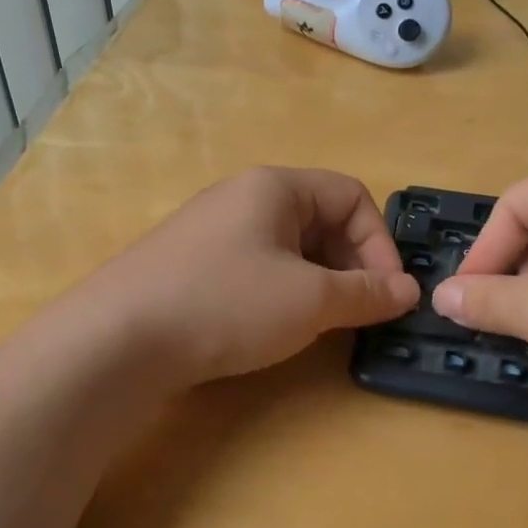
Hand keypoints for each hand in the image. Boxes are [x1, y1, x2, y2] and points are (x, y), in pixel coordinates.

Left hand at [78, 167, 418, 386]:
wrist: (118, 340)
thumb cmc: (226, 303)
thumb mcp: (310, 301)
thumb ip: (366, 293)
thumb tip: (409, 290)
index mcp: (275, 187)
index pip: (352, 196)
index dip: (380, 242)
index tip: (388, 292)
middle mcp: (243, 198)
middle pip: (321, 220)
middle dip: (352, 264)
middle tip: (360, 311)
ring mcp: (213, 232)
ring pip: (289, 248)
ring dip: (320, 282)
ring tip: (324, 323)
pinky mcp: (192, 266)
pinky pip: (257, 268)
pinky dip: (283, 292)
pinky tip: (277, 327)